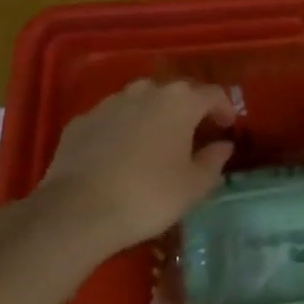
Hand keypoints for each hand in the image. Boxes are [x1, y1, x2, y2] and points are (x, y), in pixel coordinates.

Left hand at [16, 78, 236, 267]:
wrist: (75, 212)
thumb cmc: (148, 195)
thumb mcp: (193, 186)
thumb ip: (213, 161)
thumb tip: (223, 146)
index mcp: (180, 102)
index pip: (212, 94)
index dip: (224, 108)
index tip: (227, 127)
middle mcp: (146, 91)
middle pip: (176, 92)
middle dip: (188, 109)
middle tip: (194, 134)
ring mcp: (109, 103)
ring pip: (141, 101)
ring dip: (154, 116)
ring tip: (157, 142)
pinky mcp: (81, 121)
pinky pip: (112, 118)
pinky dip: (123, 129)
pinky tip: (121, 154)